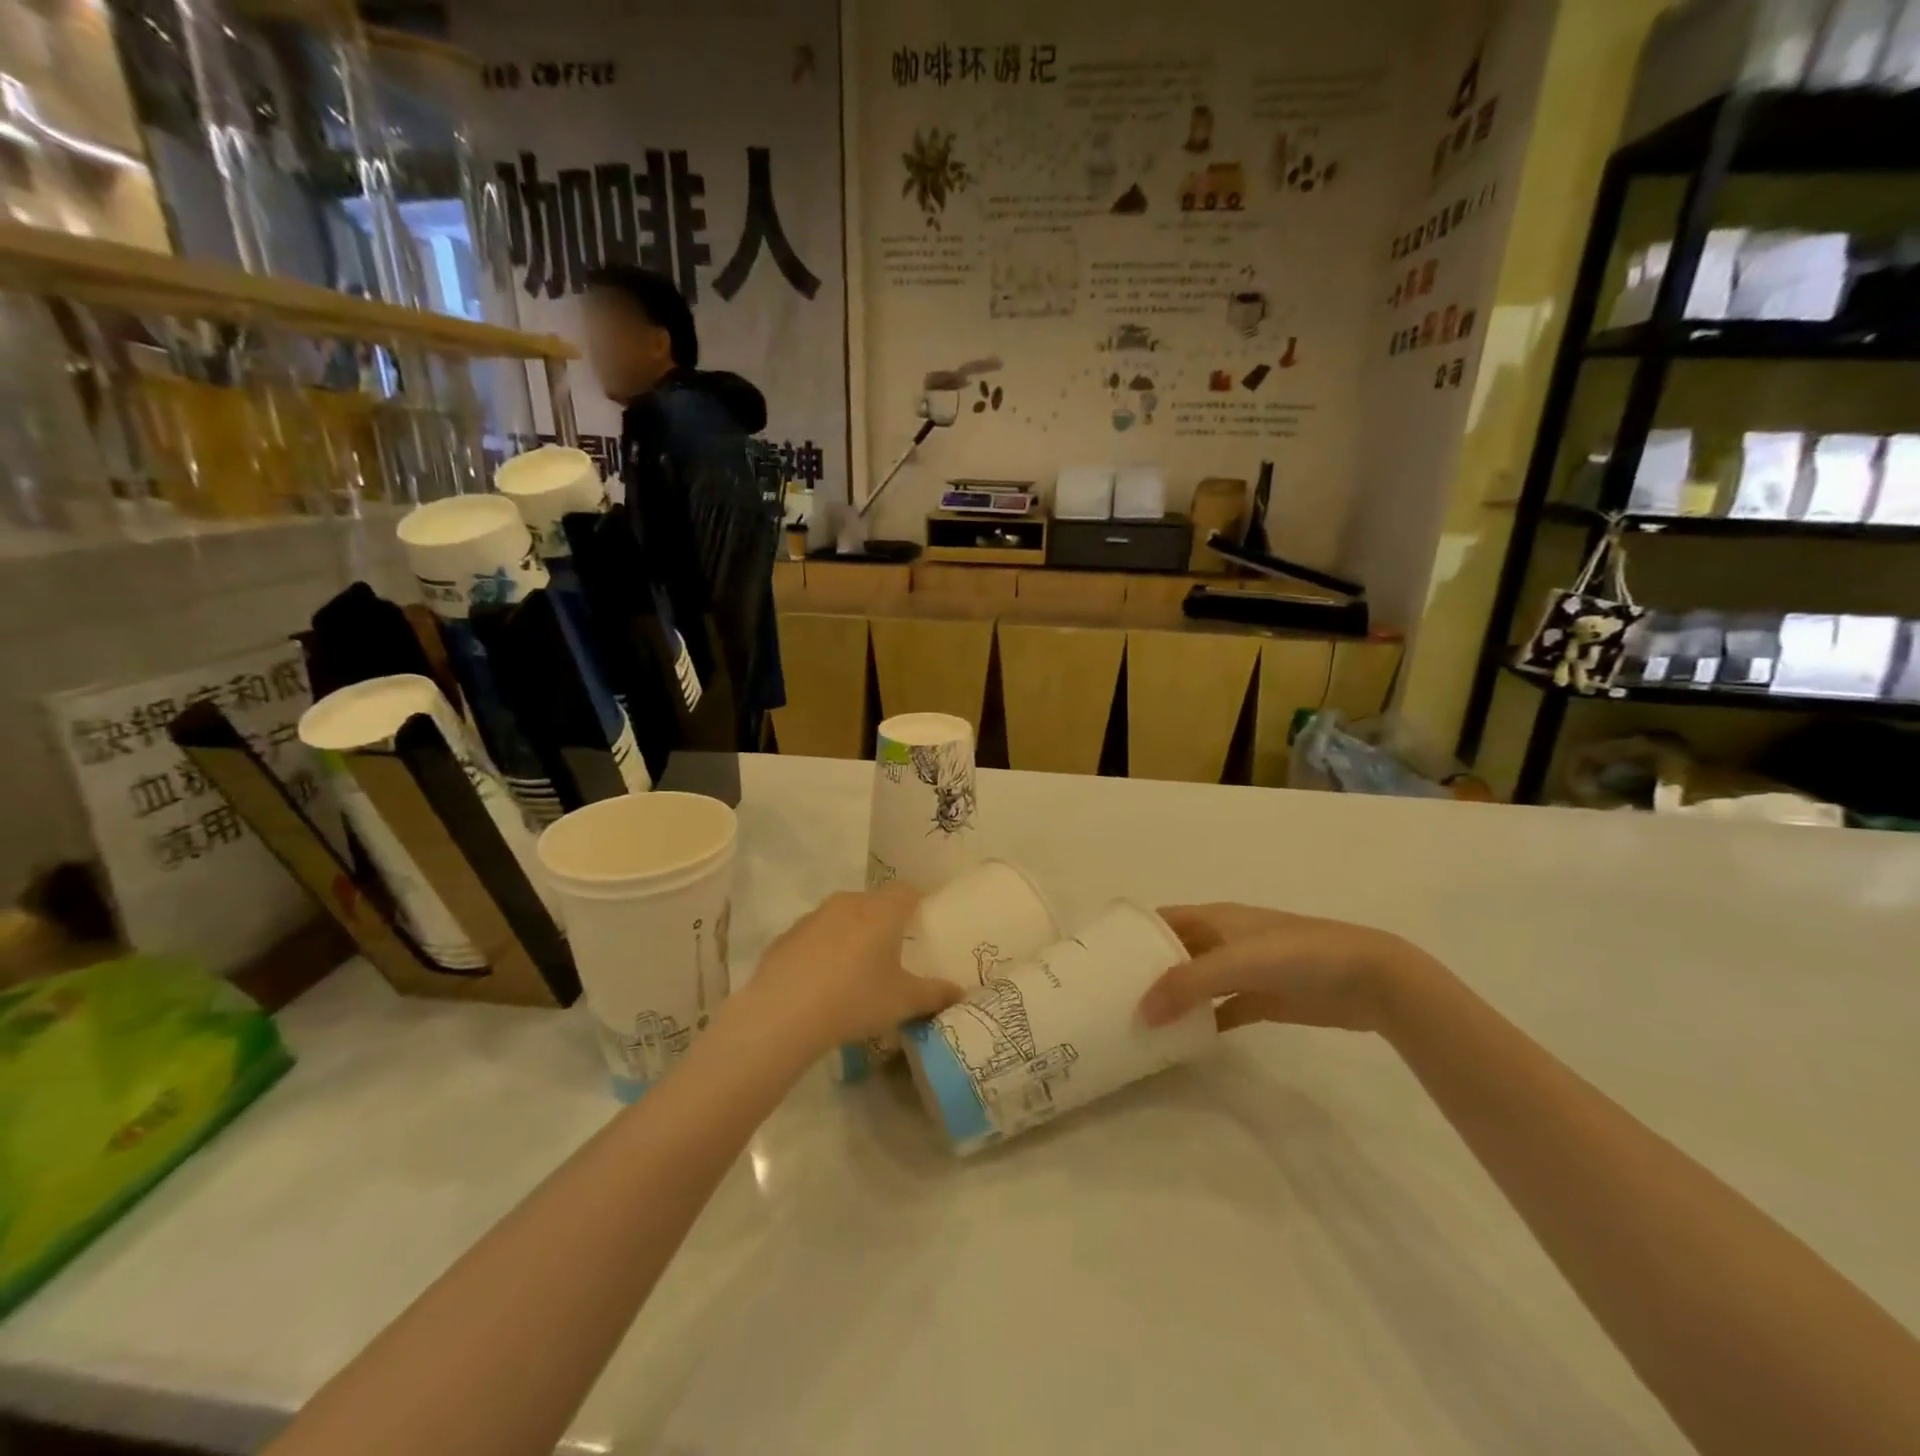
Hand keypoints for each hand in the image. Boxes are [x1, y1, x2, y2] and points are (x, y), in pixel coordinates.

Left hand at [744, 886, 962, 1049]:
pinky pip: (813, 937)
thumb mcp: (903, 1001)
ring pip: (840, 918)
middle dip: (882, 922)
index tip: (921, 924)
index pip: (906, 890)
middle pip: (872, 903)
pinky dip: (821, 951)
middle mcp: (848, 903)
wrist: (784, 1013)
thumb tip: (959, 992)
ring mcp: (813, 917)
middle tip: (890, 953)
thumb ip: (935, 994)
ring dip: (850, 935)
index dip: (916, 903)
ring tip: (854, 971)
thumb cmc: (855, 999)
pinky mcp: (786, 936)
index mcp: (881, 911)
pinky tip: (820, 984)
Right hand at [1138, 903, 1440, 1034]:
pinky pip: (1222, 1010)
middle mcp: (1223, 940)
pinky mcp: (1263, 1000)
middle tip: (1110, 997)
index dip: (1132, 933)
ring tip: (1137, 1021)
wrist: (1368, 978)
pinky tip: (1182, 1041)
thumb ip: (1186, 985)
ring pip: (1196, 983)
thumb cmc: (1296, 955)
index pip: (1161, 920)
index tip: (1099, 956)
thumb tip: (1139, 1012)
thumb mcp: (1236, 962)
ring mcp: (1244, 971)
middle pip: (1174, 952)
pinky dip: (1203, 1022)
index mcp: (1213, 918)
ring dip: (1172, 998)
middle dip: (1146, 970)